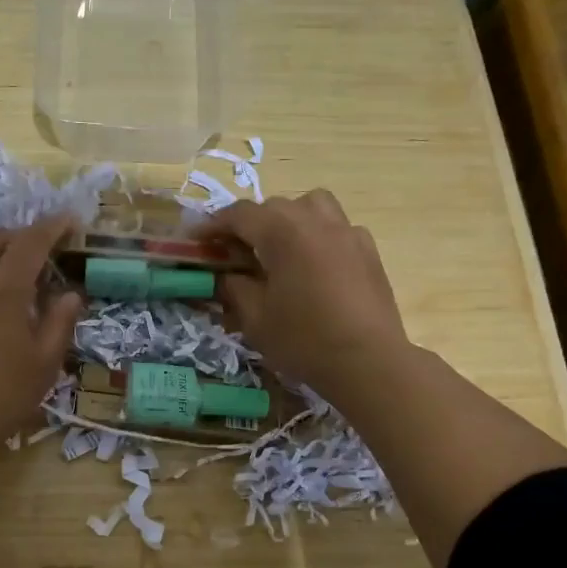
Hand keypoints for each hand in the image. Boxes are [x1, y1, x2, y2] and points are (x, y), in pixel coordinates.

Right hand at [205, 191, 413, 409]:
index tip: (197, 241)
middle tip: (233, 252)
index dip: (213, 225)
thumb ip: (234, 288)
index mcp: (283, 232)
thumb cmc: (304, 340)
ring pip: (311, 206)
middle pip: (273, 207)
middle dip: (248, 224)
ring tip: (278, 247)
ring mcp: (347, 231)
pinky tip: (314, 264)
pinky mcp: (368, 249)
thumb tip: (227, 275)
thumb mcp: (255, 318)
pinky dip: (318, 235)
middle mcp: (315, 220)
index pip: (239, 214)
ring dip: (288, 219)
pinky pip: (336, 227)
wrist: (369, 361)